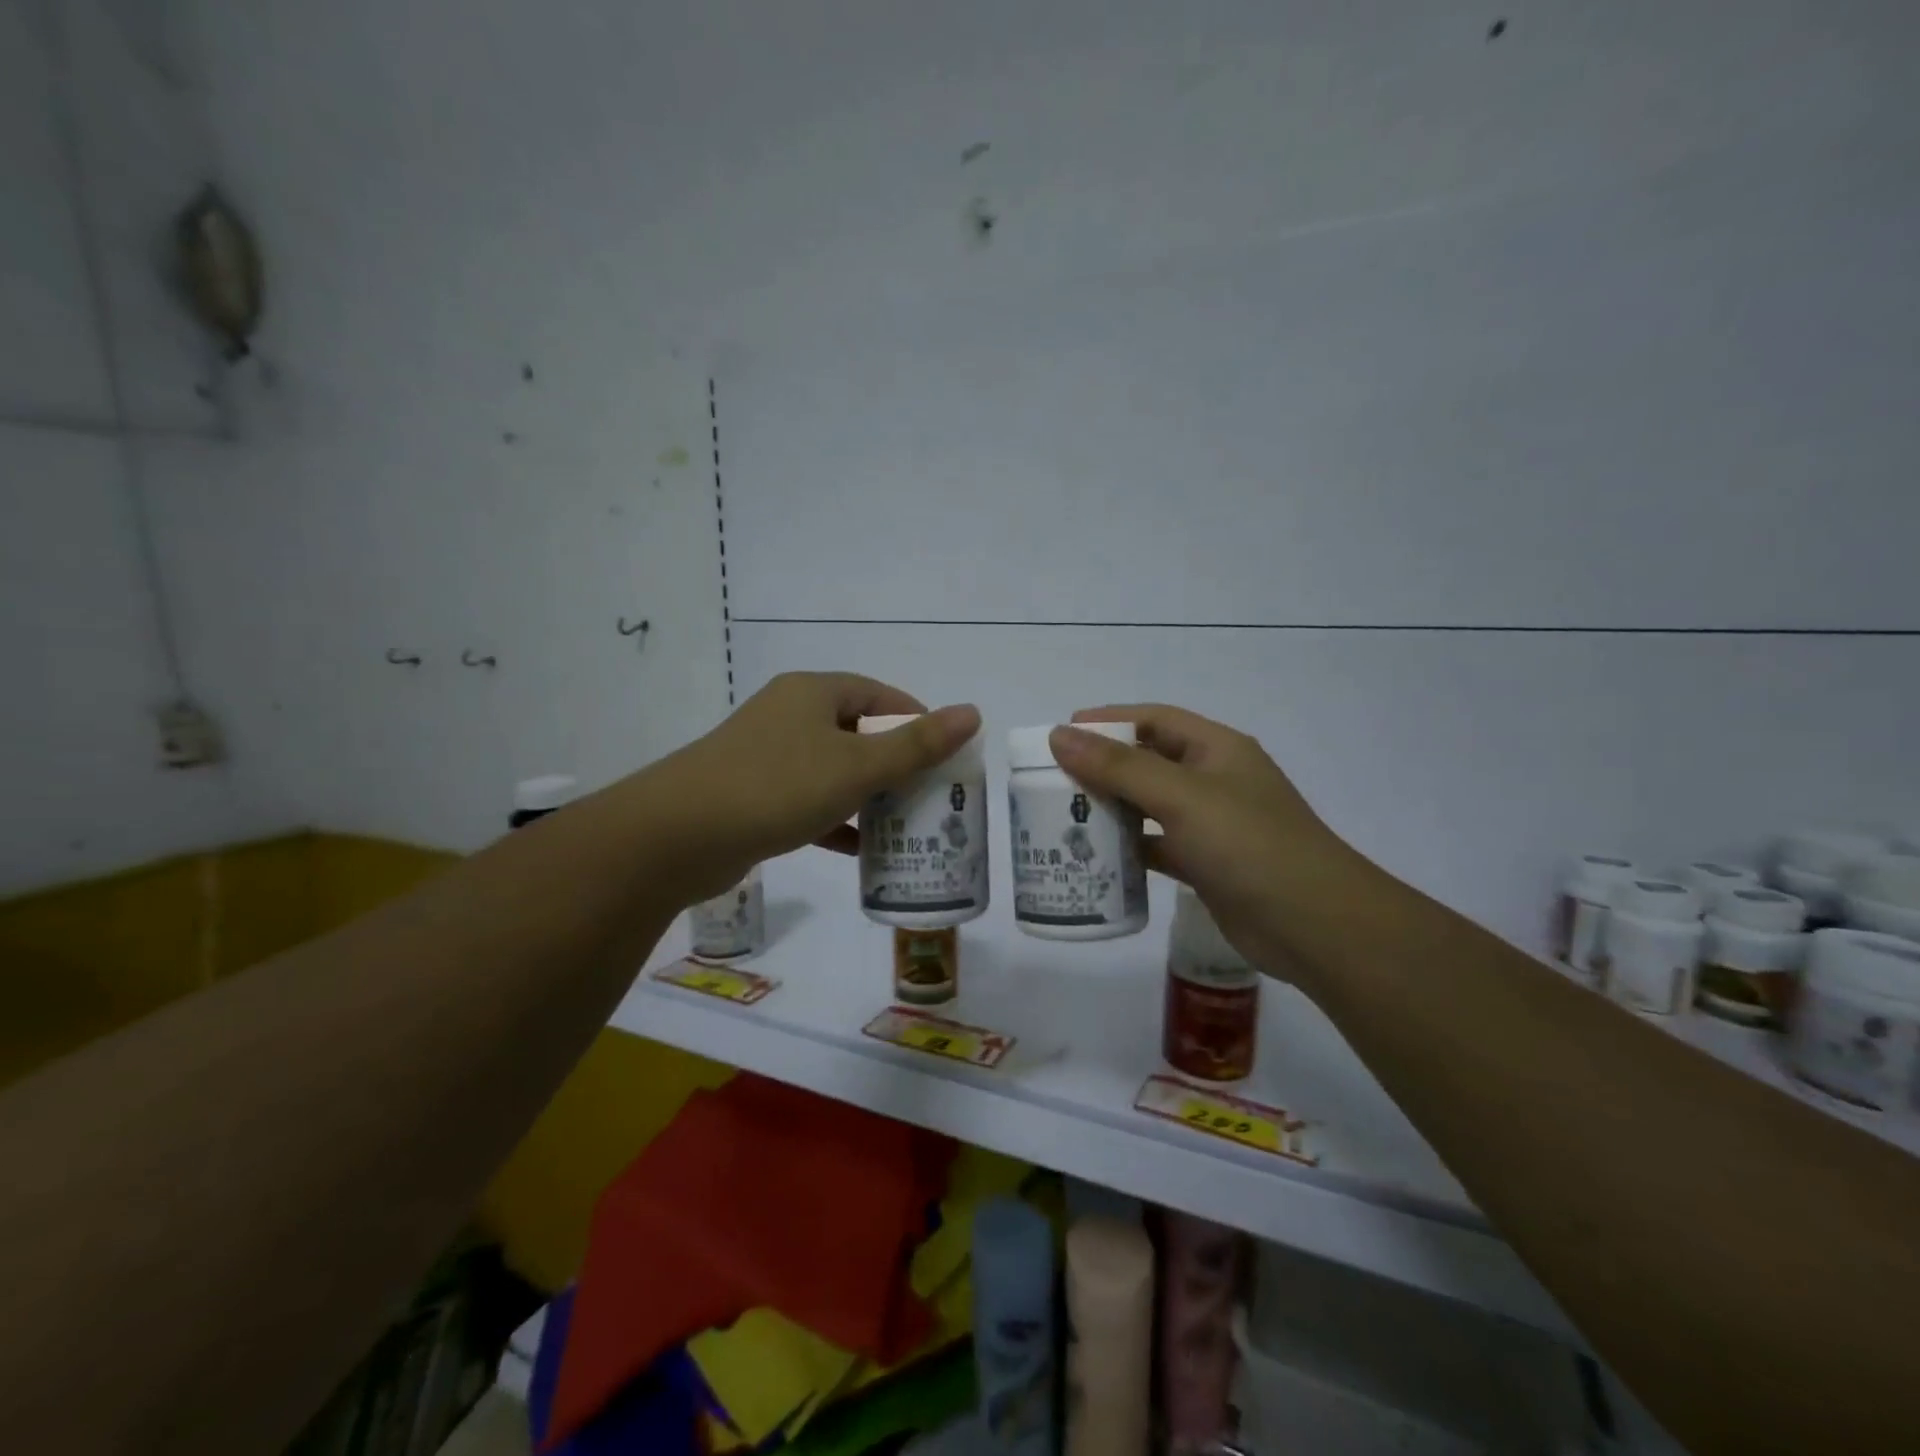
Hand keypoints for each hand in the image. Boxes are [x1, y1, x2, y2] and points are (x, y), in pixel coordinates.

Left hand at [652, 673, 980, 898]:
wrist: (677, 836)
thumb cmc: (777, 786)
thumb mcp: (856, 765)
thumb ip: (917, 744)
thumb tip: (973, 713)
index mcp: (813, 693)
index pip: (880, 696)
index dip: (917, 721)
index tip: (945, 756)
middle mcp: (789, 716)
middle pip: (858, 732)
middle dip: (896, 764)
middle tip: (931, 795)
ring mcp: (767, 756)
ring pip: (833, 770)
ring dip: (868, 795)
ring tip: (906, 824)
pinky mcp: (752, 796)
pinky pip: (808, 801)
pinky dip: (836, 820)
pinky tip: (861, 850)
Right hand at [1050, 706, 1353, 975]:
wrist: (1316, 926)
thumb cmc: (1249, 845)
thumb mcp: (1182, 797)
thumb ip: (1119, 767)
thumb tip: (1060, 735)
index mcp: (1216, 749)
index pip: (1154, 719)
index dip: (1108, 721)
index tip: (1062, 734)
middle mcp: (1214, 781)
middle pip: (1147, 762)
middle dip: (1102, 768)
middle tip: (1052, 781)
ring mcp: (1211, 825)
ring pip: (1149, 806)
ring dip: (1111, 809)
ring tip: (1063, 817)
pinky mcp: (1206, 865)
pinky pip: (1156, 846)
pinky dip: (1127, 848)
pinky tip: (1095, 858)